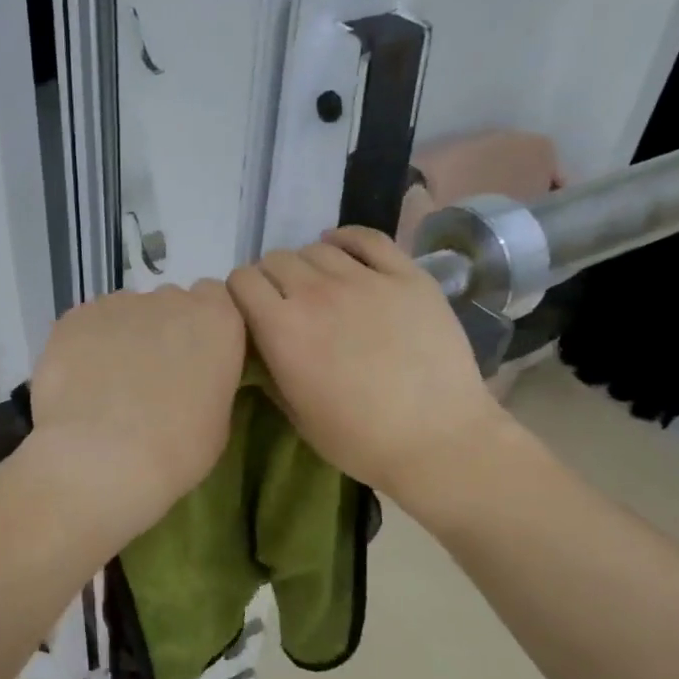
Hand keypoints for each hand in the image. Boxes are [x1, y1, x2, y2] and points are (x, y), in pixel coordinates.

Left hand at [24, 281, 245, 541]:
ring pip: (126, 312)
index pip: (215, 299)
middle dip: (165, 330)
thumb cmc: (177, 450)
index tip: (196, 357)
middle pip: (170, 303)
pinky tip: (81, 384)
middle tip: (153, 375)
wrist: (102, 458)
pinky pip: (87, 325)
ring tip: (110, 384)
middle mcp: (170, 299)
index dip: (203, 327)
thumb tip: (191, 379)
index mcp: (217, 320)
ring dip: (125, 337)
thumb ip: (209, 380)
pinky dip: (87, 346)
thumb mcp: (218, 419)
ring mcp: (118, 303)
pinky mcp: (74, 317)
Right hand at [227, 228, 504, 510]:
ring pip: (317, 248)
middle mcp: (316, 294)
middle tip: (286, 303)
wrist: (437, 440)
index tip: (251, 311)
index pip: (242, 281)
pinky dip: (347, 239)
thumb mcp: (296, 415)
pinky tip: (344, 252)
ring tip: (320, 286)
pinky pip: (367, 239)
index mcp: (282, 330)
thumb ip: (270, 369)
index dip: (241, 294)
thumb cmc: (359, 440)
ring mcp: (364, 280)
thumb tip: (260, 343)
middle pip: (276, 259)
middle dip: (272, 278)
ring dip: (308, 264)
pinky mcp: (406, 275)